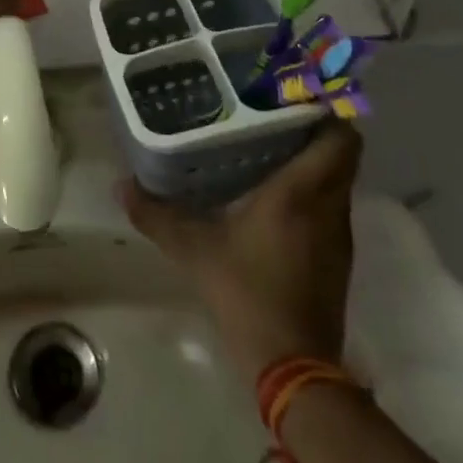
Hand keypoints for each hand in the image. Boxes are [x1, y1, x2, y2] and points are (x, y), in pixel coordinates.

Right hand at [120, 122, 361, 370]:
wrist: (293, 368)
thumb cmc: (246, 294)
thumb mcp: (194, 250)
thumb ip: (157, 215)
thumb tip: (120, 184)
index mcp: (301, 192)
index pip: (340, 137)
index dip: (326, 111)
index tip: (293, 94)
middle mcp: (328, 207)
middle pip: (342, 153)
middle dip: (314, 129)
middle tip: (272, 113)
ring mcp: (337, 235)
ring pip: (337, 180)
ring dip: (314, 160)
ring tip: (269, 144)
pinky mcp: (336, 259)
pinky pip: (331, 206)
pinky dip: (312, 190)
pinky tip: (274, 194)